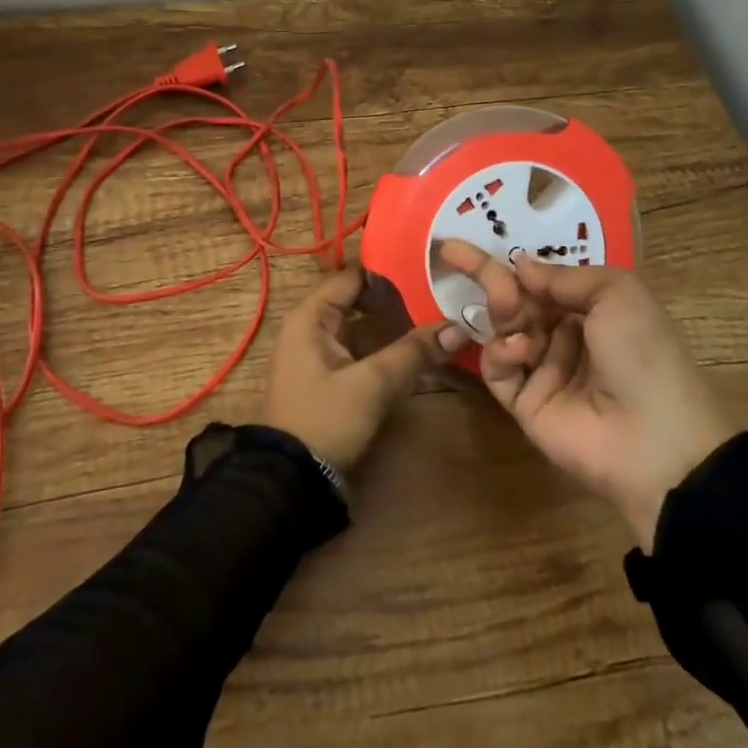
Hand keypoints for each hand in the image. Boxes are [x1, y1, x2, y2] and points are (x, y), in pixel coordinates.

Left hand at [263, 267, 449, 473]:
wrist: (289, 480)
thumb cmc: (324, 420)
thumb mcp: (371, 384)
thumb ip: (413, 352)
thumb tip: (458, 327)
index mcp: (310, 315)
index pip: (352, 276)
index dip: (388, 270)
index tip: (428, 267)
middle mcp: (310, 325)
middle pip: (356, 298)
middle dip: (395, 296)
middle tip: (437, 291)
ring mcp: (316, 350)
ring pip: (359, 323)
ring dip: (390, 321)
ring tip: (433, 313)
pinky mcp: (326, 374)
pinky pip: (357, 346)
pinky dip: (382, 343)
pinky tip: (413, 347)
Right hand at [440, 241, 739, 550]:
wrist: (656, 439)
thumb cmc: (642, 351)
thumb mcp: (617, 292)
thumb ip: (563, 275)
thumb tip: (519, 264)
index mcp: (592, 309)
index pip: (541, 280)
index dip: (511, 262)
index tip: (465, 242)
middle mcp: (565, 336)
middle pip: (516, 300)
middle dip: (492, 278)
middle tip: (456, 255)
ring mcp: (543, 371)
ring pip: (503, 329)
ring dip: (500, 309)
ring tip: (507, 305)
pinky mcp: (524, 404)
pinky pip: (498, 369)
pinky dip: (500, 352)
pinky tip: (519, 348)